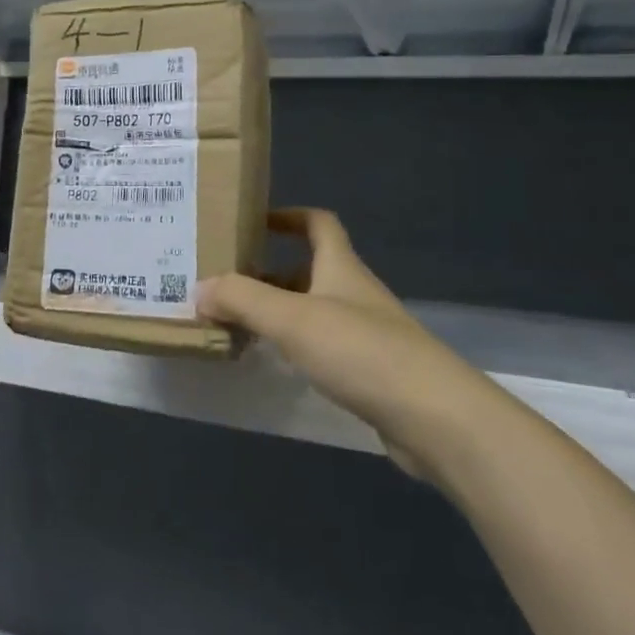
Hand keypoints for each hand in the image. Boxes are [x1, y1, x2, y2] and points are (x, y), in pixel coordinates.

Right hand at [196, 209, 488, 479]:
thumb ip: (242, 299)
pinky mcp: (371, 373)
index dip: (289, 216)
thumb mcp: (292, 319)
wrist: (435, 417)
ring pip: (313, 311)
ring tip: (236, 324)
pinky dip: (295, 348)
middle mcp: (354, 294)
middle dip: (269, 273)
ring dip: (278, 313)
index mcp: (341, 267)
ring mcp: (367, 334)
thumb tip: (199, 289)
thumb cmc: (361, 351)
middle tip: (225, 284)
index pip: (318, 223)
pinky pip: (323, 347)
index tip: (253, 222)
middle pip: (309, 270)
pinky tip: (274, 364)